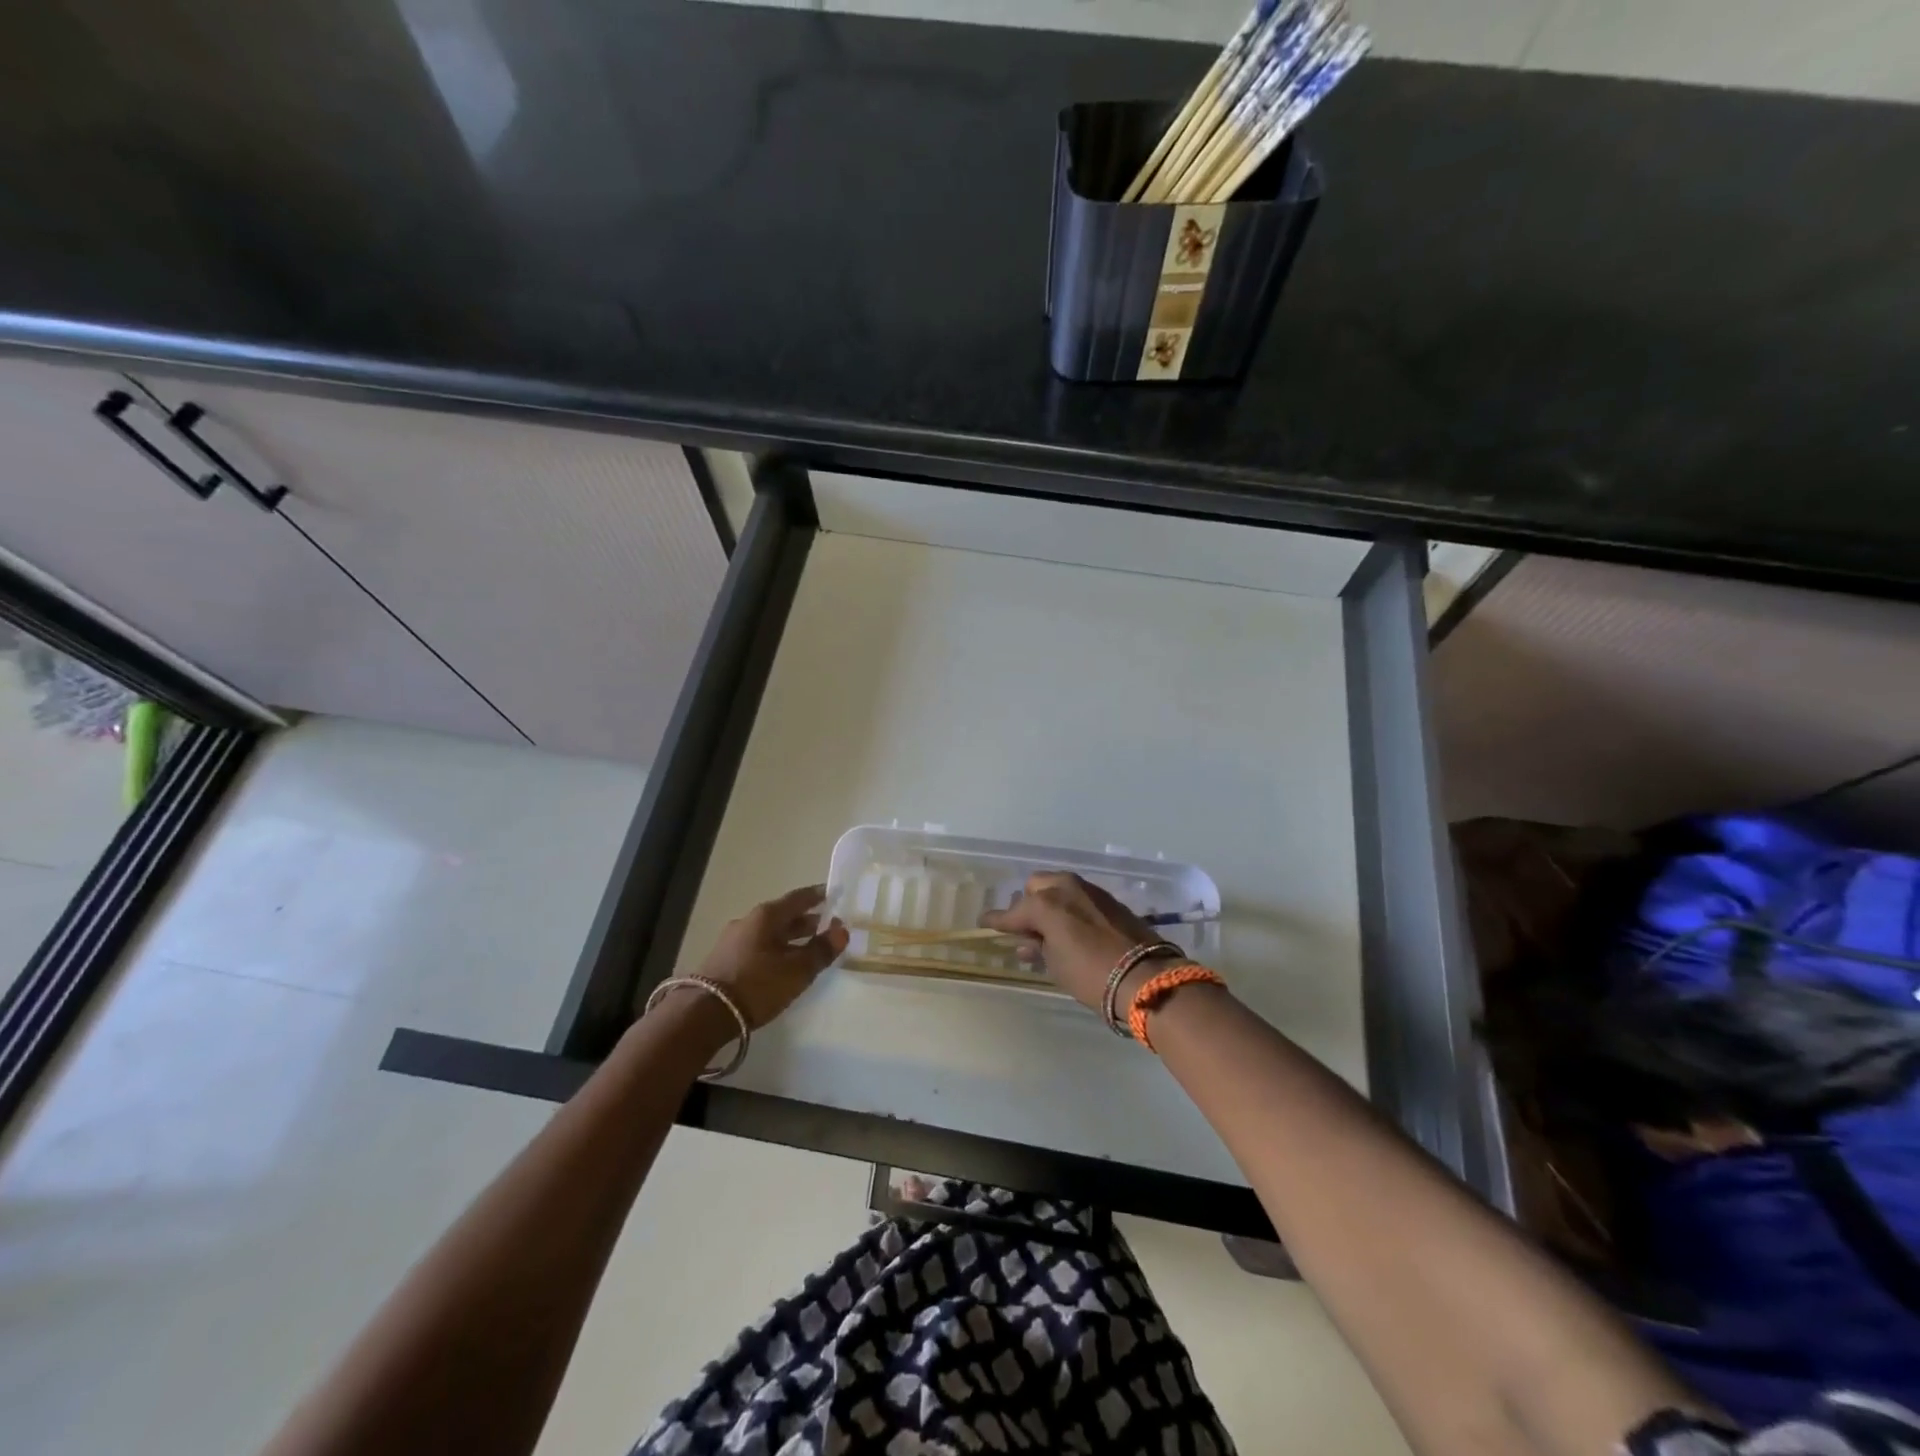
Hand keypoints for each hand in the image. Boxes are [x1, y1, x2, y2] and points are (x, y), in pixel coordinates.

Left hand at [695, 886, 847, 1028]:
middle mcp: (749, 921)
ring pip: (770, 933)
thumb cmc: (757, 985)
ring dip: (790, 937)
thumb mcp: (797, 970)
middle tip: (828, 925)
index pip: (799, 898)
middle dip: (807, 920)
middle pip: (784, 915)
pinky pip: (758, 946)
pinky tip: (783, 964)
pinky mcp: (725, 960)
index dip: (818, 896)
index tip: (834, 894)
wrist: (703, 1014)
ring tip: (809, 947)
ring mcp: (733, 940)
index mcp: (767, 916)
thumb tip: (842, 930)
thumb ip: (822, 950)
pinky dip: (776, 949)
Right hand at [979, 872, 1158, 1013]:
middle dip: (1026, 905)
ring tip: (1046, 930)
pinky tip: (1069, 927)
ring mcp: (1089, 890)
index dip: (996, 920)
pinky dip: (1068, 907)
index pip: (1011, 912)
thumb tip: (1029, 942)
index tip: (984, 923)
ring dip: (1048, 904)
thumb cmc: (1091, 975)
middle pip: (1035, 888)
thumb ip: (1038, 948)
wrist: (1146, 976)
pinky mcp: (1108, 899)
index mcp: (1045, 904)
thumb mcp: (1055, 966)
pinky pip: (1077, 896)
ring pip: (1057, 888)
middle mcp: (1064, 888)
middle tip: (1025, 929)